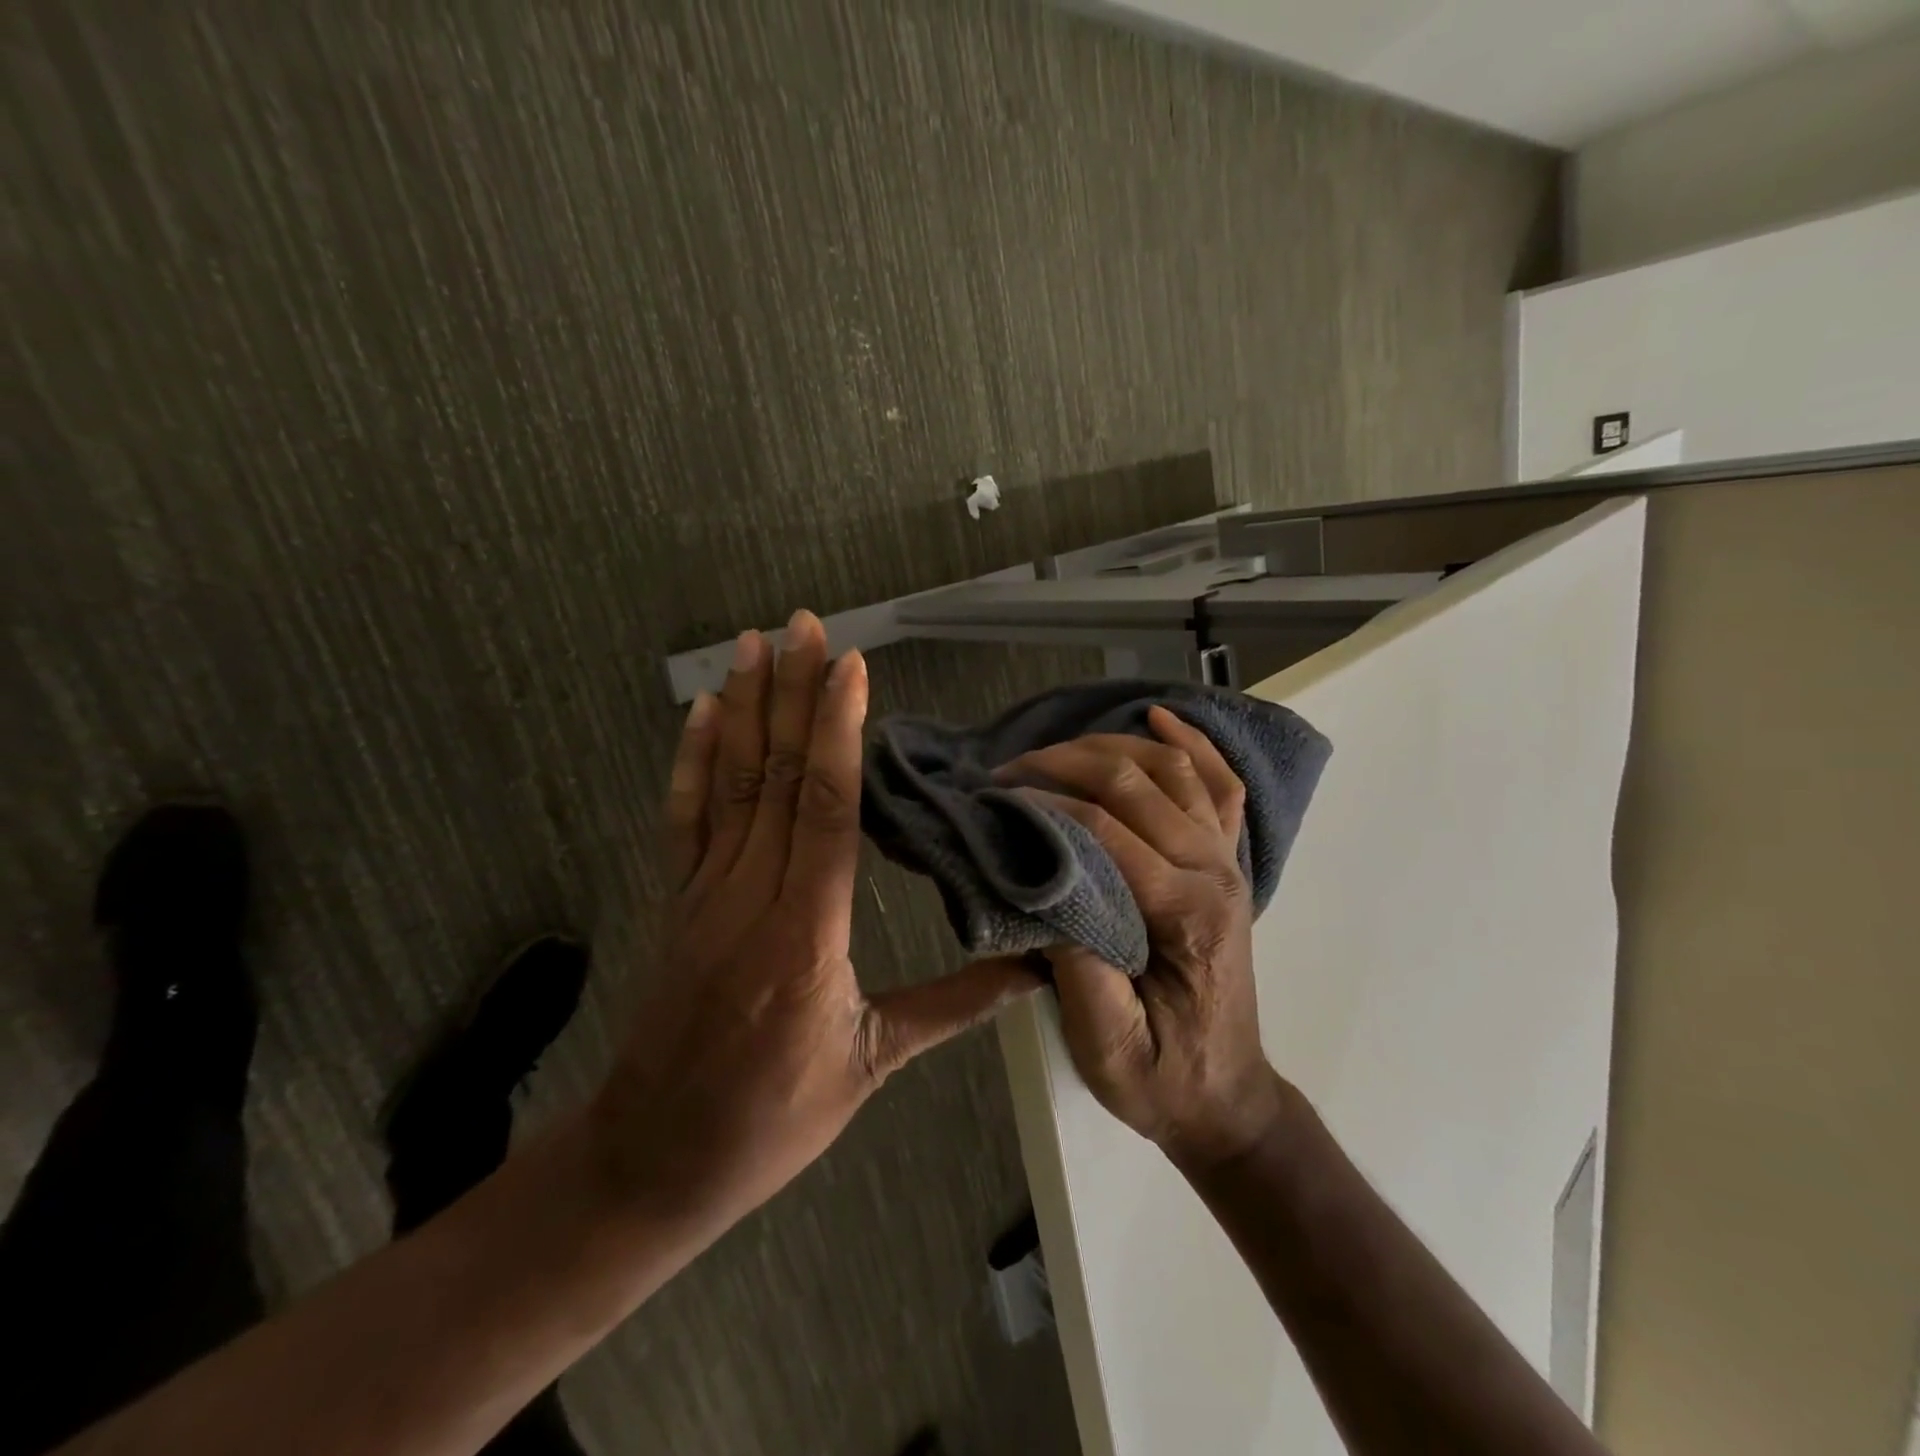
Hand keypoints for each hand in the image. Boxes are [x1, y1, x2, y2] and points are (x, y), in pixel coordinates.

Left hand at [592, 611, 1039, 1234]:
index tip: (849, 667)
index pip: (825, 809)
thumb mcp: (871, 1066)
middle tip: (801, 624)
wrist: (655, 1158)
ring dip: (744, 707)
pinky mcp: (680, 901)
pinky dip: (694, 759)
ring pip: (730, 784)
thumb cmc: (771, 1119)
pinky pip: (685, 818)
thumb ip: (952, 1007)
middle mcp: (750, 896)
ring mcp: (705, 893)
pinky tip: (702, 713)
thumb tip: (1033, 973)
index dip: (836, 732)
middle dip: (792, 692)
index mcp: (804, 933)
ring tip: (754, 643)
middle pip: (775, 776)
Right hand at [995, 708, 1284, 1172]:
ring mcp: (1227, 859)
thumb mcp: (1109, 1048)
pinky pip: (1217, 784)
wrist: (1225, 1095)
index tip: (995, 797)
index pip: (1106, 830)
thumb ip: (1079, 972)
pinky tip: (1160, 715)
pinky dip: (1192, 742)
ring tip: (1053, 751)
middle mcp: (1215, 870)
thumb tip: (1043, 893)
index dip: (1045, 804)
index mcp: (1186, 913)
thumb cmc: (1162, 1076)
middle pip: (1137, 782)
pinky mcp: (1227, 859)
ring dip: (1111, 744)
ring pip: (1173, 767)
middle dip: (1064, 762)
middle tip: (1007, 770)